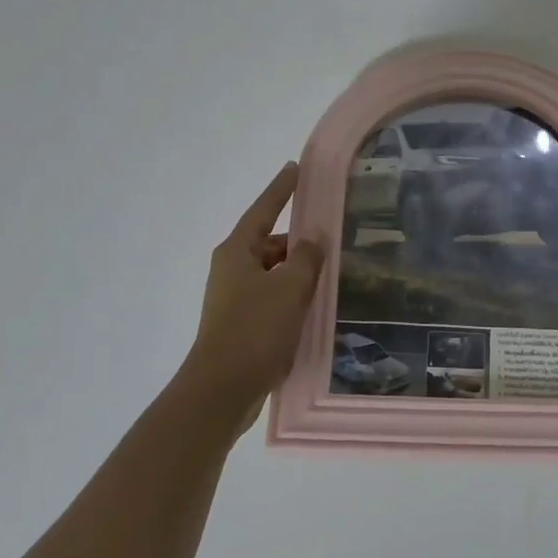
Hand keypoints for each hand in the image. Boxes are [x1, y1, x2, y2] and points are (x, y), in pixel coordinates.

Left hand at [179, 163, 325, 426]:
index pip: (263, 210)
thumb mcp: (288, 288)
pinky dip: (294, 299)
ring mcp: (236, 299)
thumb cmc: (254, 330)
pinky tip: (317, 308)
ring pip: (275, 275)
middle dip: (300, 243)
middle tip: (335, 239)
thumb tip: (313, 239)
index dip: (282, 189)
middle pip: (271, 245)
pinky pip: (274, 301)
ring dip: (299, 275)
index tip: (296, 168)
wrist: (223, 388)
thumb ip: (305, 258)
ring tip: (334, 276)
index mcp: (236, 251)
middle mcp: (232, 270)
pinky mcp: (243, 325)